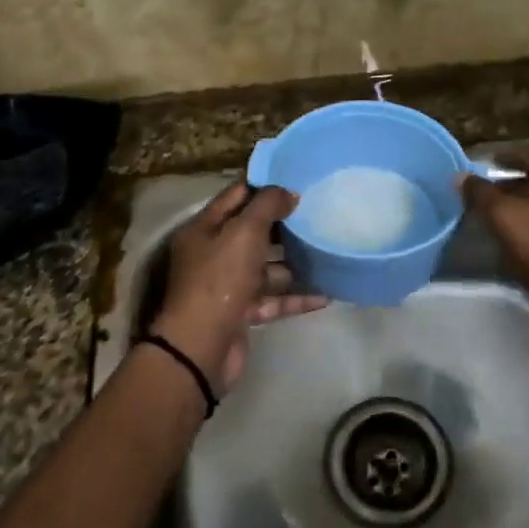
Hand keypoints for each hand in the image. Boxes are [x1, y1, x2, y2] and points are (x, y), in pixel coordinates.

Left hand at [151, 182, 326, 392]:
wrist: (202, 347)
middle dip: (284, 224)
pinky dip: (296, 297)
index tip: (297, 181)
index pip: (237, 195)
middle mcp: (214, 254)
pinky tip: (325, 294)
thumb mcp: (244, 232)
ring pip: (266, 267)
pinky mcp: (242, 313)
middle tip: (318, 213)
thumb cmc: (220, 279)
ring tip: (326, 252)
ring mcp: (228, 285)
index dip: (265, 186)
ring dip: (293, 262)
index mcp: (205, 228)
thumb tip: (288, 193)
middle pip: (253, 231)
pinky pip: (274, 299)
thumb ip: (267, 206)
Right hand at [461, 153, 528, 328]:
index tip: (474, 173)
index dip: (496, 161)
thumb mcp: (505, 217)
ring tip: (492, 225)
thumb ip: (481, 194)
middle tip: (478, 201)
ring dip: (519, 212)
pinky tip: (518, 248)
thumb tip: (460, 175)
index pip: (520, 154)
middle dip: (505, 188)